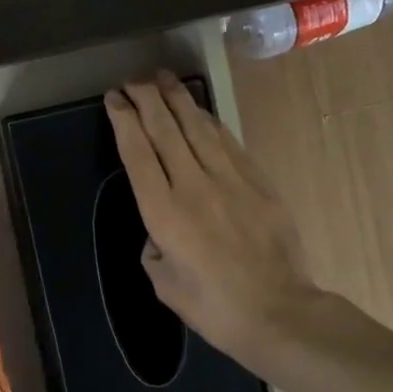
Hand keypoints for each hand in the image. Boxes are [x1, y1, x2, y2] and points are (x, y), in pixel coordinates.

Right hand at [105, 72, 320, 371]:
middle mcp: (194, 187)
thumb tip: (160, 232)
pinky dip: (209, 122)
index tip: (114, 99)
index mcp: (164, 213)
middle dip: (146, 99)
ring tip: (163, 78)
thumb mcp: (162, 282)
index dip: (124, 121)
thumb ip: (153, 248)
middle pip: (166, 130)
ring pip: (198, 128)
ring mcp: (230, 181)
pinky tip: (199, 111)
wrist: (279, 313)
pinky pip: (228, 143)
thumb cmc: (212, 306)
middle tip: (133, 80)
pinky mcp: (258, 183)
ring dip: (178, 99)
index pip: (138, 153)